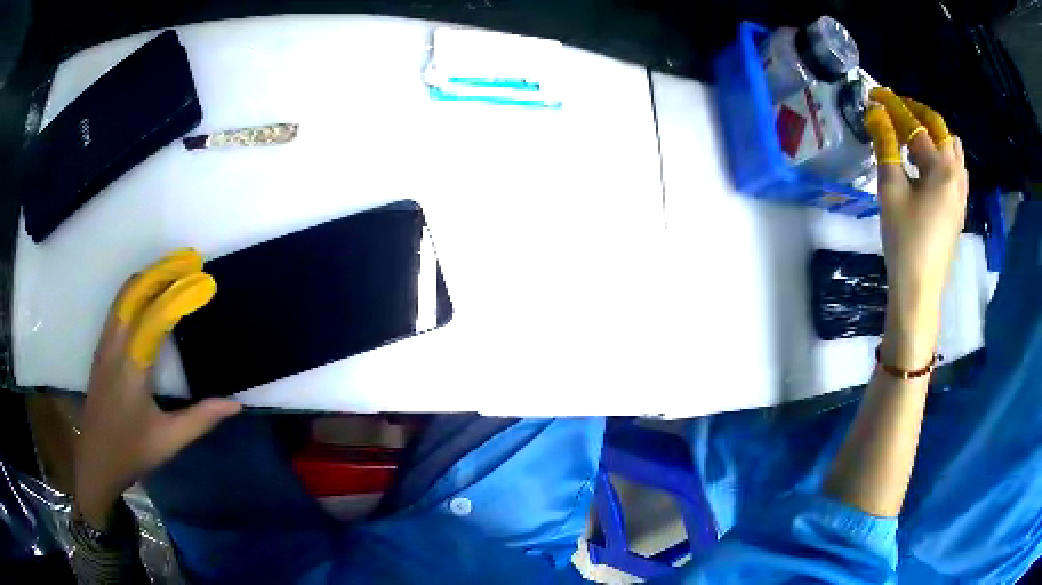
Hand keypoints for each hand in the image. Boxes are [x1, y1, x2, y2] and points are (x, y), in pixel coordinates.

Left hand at [74, 249, 240, 529]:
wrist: (96, 459)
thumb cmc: (132, 451)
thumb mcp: (169, 441)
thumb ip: (200, 419)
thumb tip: (235, 404)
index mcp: (132, 366)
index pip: (157, 315)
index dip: (180, 293)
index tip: (203, 280)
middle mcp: (116, 345)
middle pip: (136, 292)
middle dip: (162, 271)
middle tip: (189, 261)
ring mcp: (105, 344)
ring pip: (124, 295)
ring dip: (148, 277)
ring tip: (172, 269)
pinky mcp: (101, 348)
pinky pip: (117, 306)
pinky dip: (135, 290)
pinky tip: (147, 294)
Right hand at [864, 88, 968, 368]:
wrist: (920, 290)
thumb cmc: (905, 239)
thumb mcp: (891, 190)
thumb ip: (886, 148)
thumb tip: (876, 115)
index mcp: (942, 167)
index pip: (917, 126)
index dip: (894, 107)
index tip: (875, 96)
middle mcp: (957, 175)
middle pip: (942, 131)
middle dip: (919, 114)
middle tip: (897, 112)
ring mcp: (960, 195)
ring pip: (953, 151)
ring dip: (934, 135)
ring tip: (912, 136)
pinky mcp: (957, 210)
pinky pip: (954, 170)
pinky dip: (940, 156)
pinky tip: (926, 166)